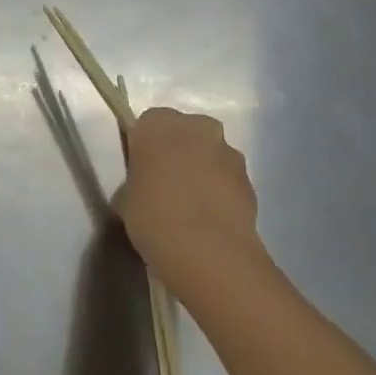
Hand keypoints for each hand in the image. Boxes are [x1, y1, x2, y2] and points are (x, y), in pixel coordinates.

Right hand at [115, 108, 262, 290]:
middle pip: (185, 132)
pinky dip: (221, 192)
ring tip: (191, 208)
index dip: (145, 147)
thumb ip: (136, 183)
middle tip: (165, 185)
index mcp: (158, 124)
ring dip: (202, 171)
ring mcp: (228, 151)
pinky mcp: (250, 179)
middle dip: (178, 152)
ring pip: (210, 154)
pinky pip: (228, 179)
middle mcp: (196, 127)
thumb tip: (144, 190)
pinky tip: (210, 221)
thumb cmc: (153, 216)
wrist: (207, 251)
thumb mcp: (124, 199)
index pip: (148, 124)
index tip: (141, 171)